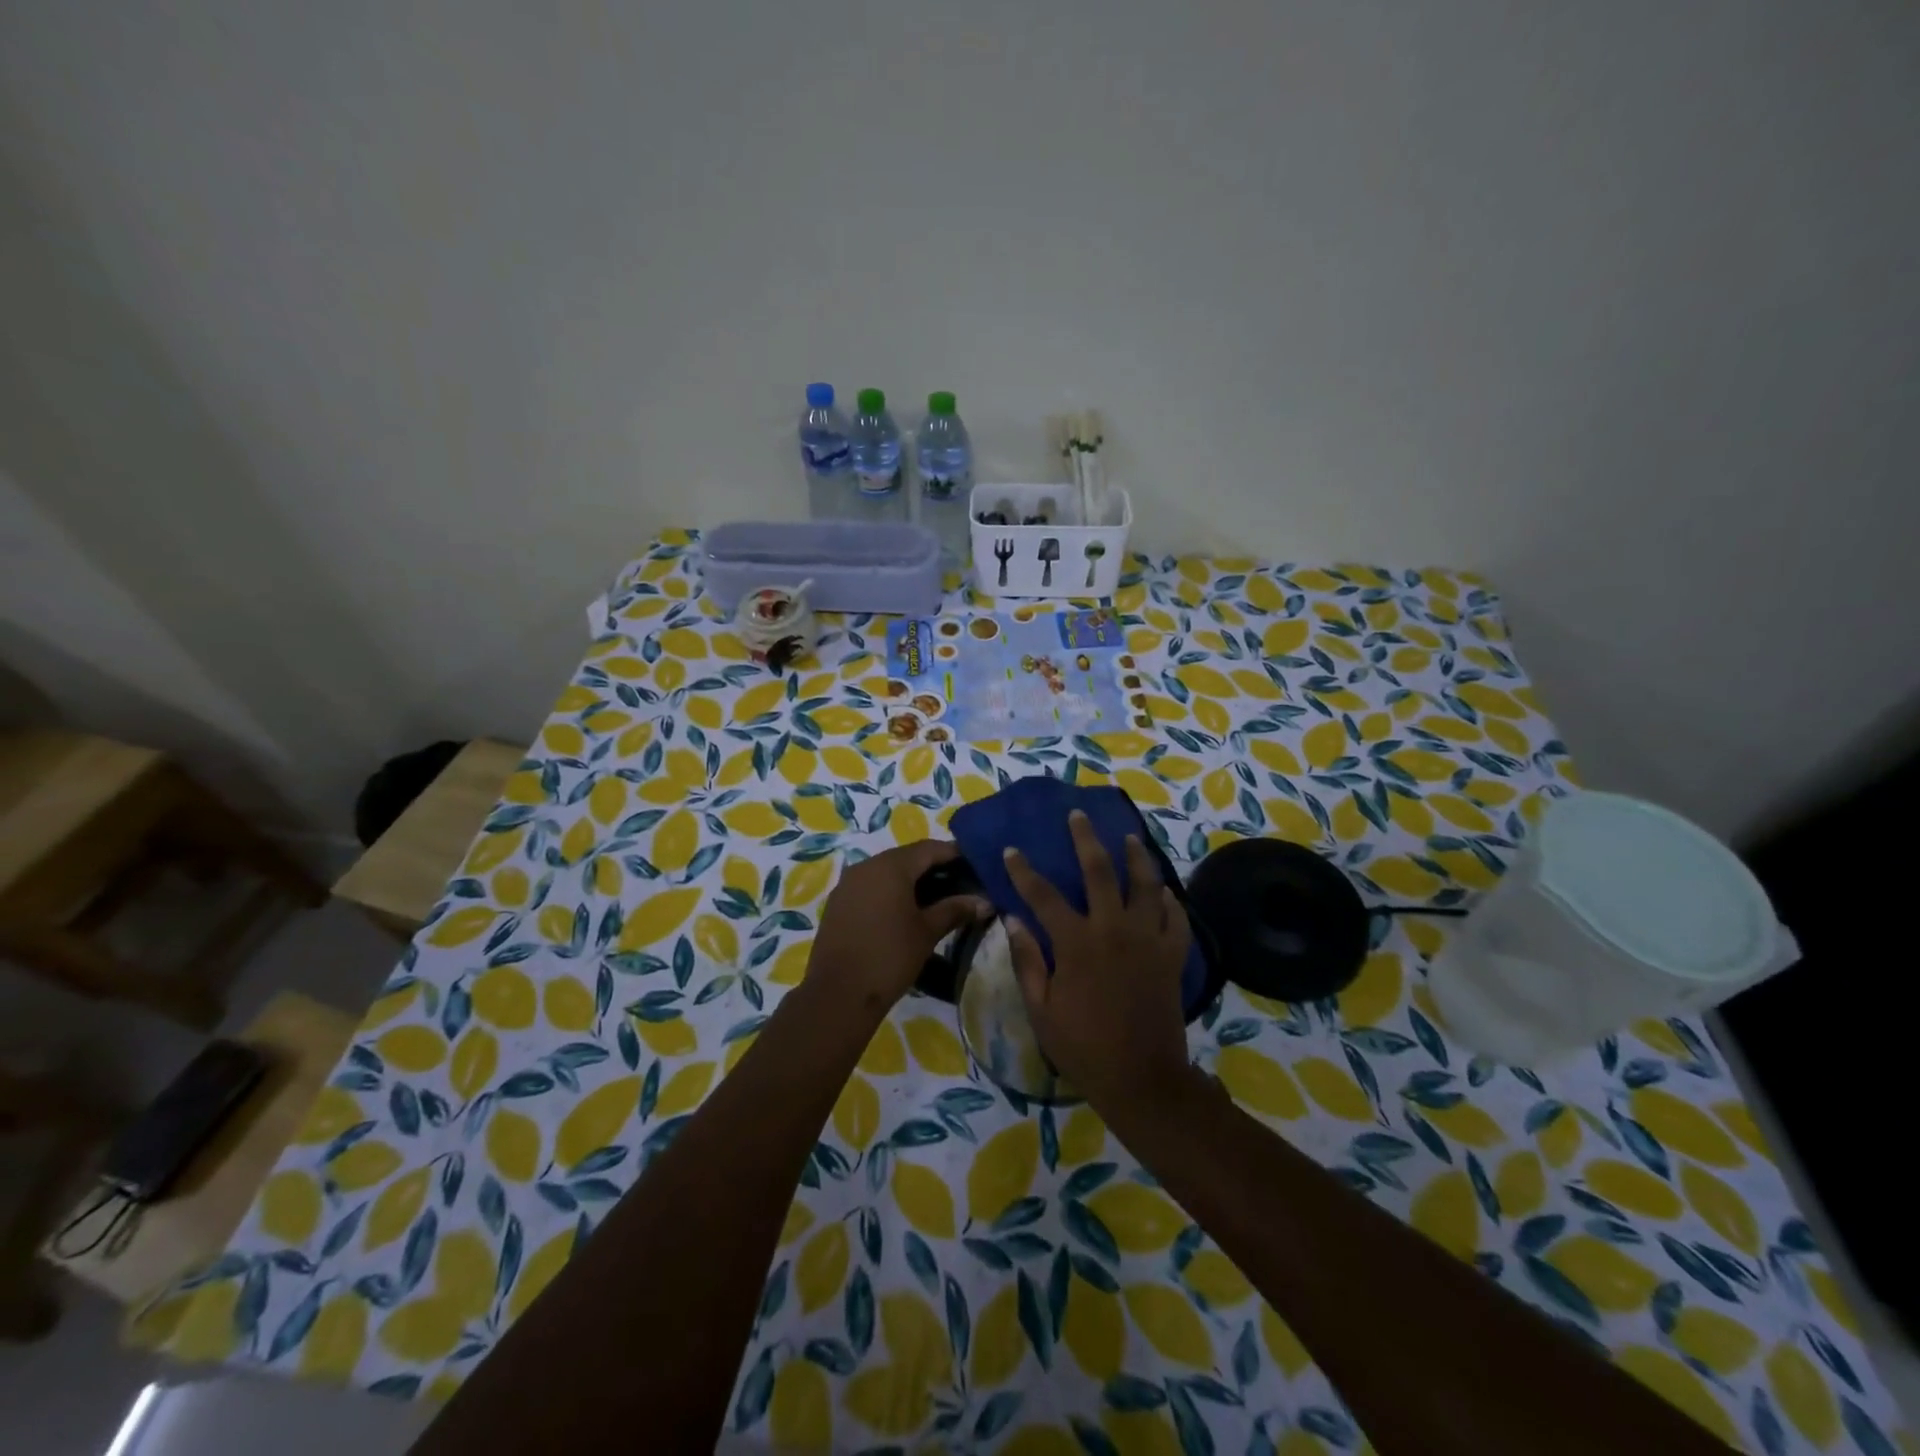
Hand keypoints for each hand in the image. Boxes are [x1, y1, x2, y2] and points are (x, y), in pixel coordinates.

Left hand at [807, 839, 989, 1016]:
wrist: (838, 994)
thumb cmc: (890, 957)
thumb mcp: (927, 932)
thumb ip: (955, 909)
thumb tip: (985, 901)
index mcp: (891, 866)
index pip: (929, 848)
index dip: (955, 854)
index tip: (976, 866)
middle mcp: (867, 865)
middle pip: (907, 857)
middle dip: (934, 868)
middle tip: (960, 884)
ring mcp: (848, 883)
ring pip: (887, 871)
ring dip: (911, 880)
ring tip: (936, 900)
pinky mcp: (838, 902)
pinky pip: (871, 886)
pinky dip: (891, 892)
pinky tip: (905, 912)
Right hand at [1002, 810, 1195, 1116]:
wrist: (1141, 1078)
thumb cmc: (1082, 1046)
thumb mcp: (1041, 1008)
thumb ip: (1027, 960)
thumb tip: (1012, 919)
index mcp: (1077, 943)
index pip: (1043, 896)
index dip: (1024, 871)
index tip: (1012, 850)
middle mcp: (1113, 930)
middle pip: (1099, 871)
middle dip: (1085, 839)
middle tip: (1078, 815)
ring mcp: (1147, 940)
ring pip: (1145, 884)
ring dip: (1136, 857)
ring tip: (1130, 838)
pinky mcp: (1172, 955)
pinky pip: (1175, 918)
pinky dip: (1169, 900)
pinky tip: (1164, 891)